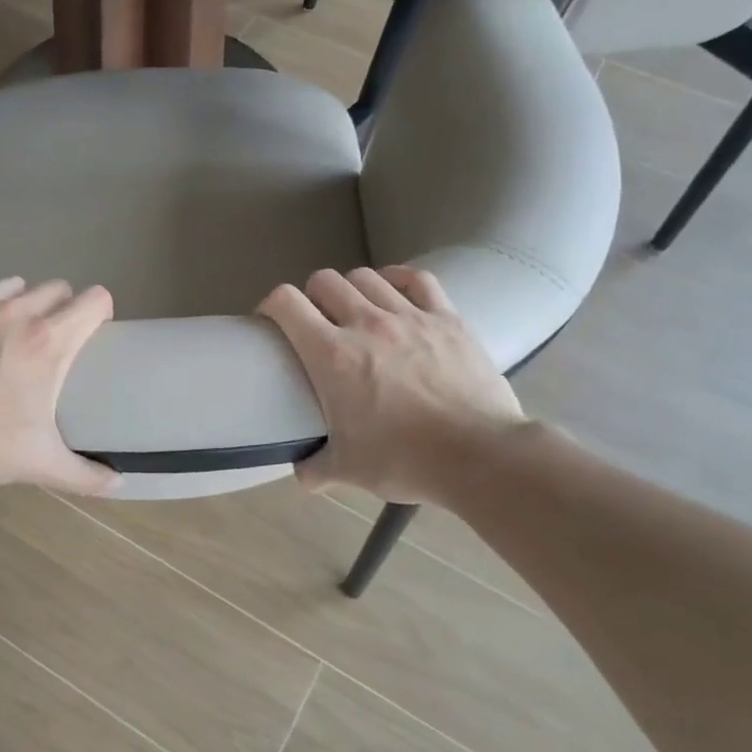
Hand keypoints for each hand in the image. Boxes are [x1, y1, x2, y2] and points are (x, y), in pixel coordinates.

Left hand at [0, 274, 118, 494]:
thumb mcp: (38, 463)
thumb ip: (84, 475)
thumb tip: (118, 485)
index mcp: (48, 341)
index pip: (95, 302)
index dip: (101, 313)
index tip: (96, 332)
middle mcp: (15, 312)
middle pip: (55, 289)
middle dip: (62, 307)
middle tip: (53, 338)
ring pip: (11, 284)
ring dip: (19, 299)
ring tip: (11, 327)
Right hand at [258, 266, 527, 503]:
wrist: (480, 456)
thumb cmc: (404, 460)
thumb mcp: (348, 469)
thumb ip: (315, 468)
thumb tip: (302, 474)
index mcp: (331, 355)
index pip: (286, 303)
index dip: (271, 304)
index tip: (271, 321)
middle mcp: (366, 324)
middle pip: (325, 280)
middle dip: (311, 296)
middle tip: (316, 321)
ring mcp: (410, 317)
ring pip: (367, 277)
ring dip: (352, 289)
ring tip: (355, 310)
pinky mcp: (447, 319)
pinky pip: (417, 279)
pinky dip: (397, 279)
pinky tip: (394, 291)